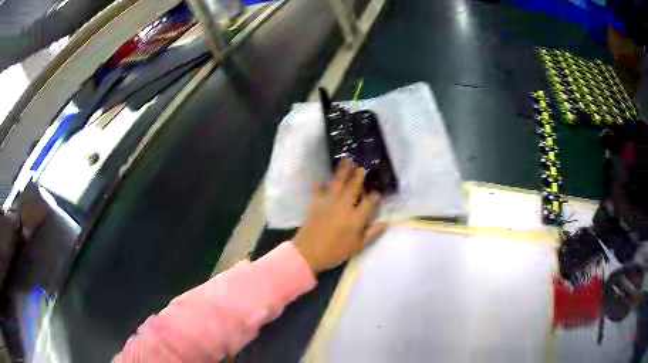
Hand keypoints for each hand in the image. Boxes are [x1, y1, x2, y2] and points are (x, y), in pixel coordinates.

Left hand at [294, 159, 386, 273]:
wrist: (308, 253)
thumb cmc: (334, 252)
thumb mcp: (357, 247)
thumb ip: (371, 234)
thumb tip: (385, 223)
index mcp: (355, 219)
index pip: (369, 202)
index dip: (375, 196)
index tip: (377, 192)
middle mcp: (343, 207)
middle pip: (353, 187)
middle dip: (359, 176)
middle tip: (362, 167)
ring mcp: (328, 203)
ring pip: (338, 183)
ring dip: (343, 171)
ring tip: (347, 159)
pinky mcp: (315, 204)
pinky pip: (319, 189)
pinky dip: (321, 182)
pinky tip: (323, 177)